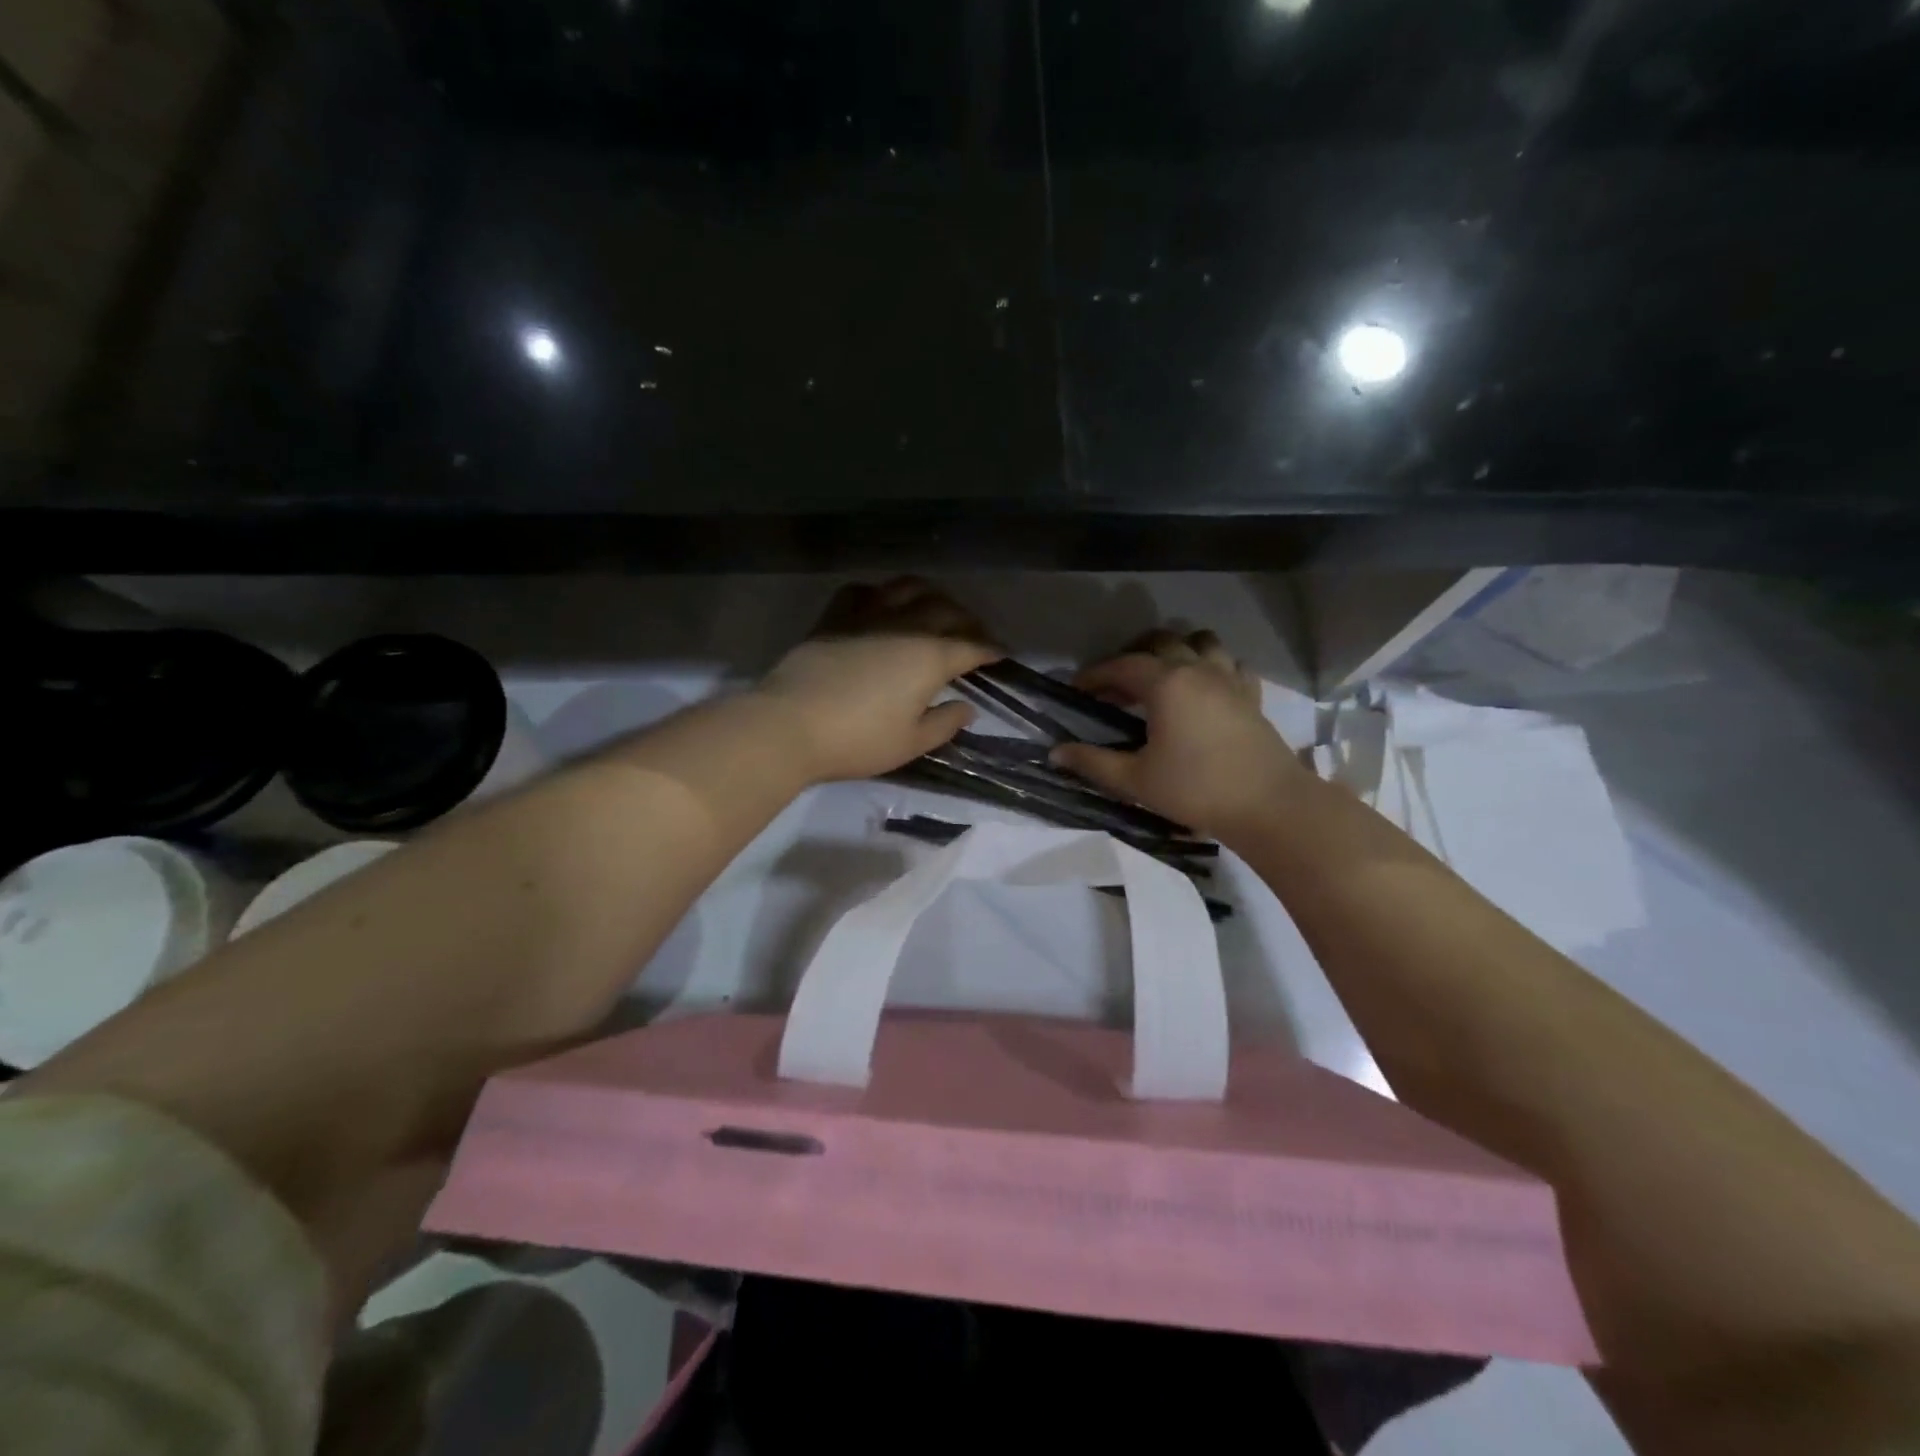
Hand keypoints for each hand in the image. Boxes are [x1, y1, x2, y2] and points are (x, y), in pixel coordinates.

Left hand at [755, 578, 1000, 783]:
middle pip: (946, 610)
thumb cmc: (858, 741)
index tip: (1003, 654)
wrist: (790, 725)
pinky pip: (863, 591)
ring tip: (936, 607)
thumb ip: (945, 723)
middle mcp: (905, 626)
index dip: (991, 650)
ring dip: (930, 594)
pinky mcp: (834, 617)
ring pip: (907, 588)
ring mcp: (867, 616)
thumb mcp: (910, 743)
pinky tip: (881, 604)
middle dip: (968, 620)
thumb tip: (966, 707)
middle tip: (975, 633)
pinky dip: (880, 593)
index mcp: (930, 657)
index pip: (972, 646)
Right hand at [1050, 629, 1308, 842]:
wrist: (1268, 806)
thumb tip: (1056, 753)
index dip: (1095, 674)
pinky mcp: (1252, 696)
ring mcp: (1229, 679)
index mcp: (1166, 683)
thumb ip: (1093, 762)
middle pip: (1161, 642)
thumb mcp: (1136, 780)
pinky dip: (1213, 667)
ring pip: (1201, 643)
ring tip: (1162, 677)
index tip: (1076, 689)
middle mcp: (1198, 670)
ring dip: (1177, 651)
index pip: (1122, 665)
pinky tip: (1205, 689)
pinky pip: (1231, 665)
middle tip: (1116, 685)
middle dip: (1133, 655)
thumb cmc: (1195, 790)